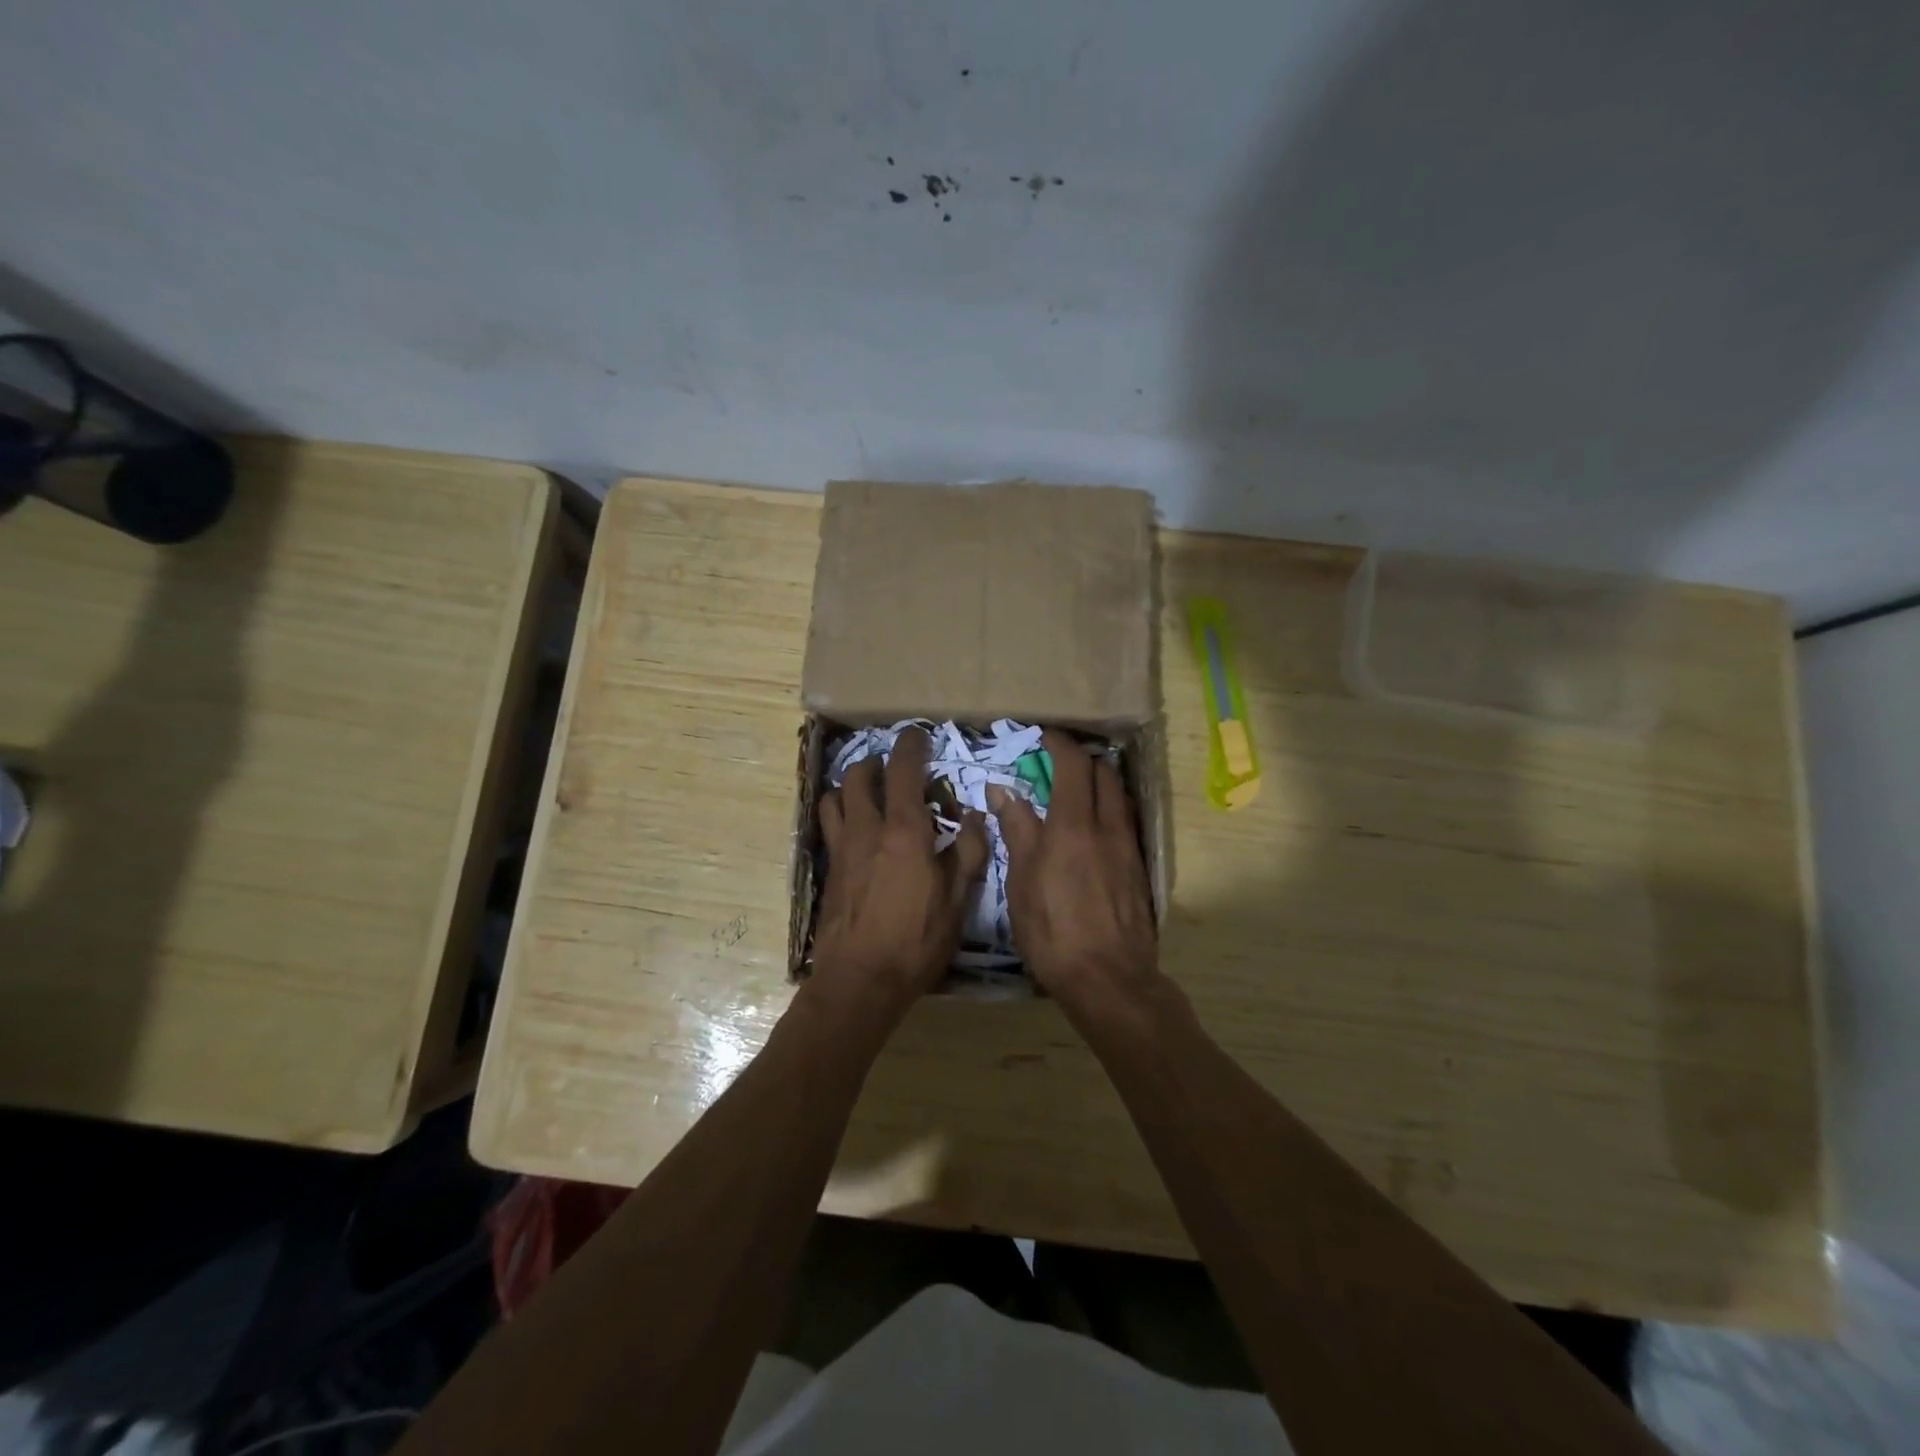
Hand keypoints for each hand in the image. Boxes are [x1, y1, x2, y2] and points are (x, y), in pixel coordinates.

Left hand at [812, 726, 988, 1020]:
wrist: (859, 981)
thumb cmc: (916, 941)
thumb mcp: (957, 901)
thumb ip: (968, 853)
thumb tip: (975, 817)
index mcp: (904, 832)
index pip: (903, 771)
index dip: (910, 746)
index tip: (917, 735)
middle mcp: (866, 830)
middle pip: (859, 776)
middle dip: (875, 762)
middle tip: (893, 768)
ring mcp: (841, 850)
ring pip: (835, 798)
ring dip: (851, 787)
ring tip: (869, 795)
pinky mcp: (829, 871)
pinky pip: (829, 827)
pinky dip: (840, 815)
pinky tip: (855, 833)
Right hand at [990, 730, 1159, 1010]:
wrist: (1109, 979)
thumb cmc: (1053, 930)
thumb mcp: (1022, 880)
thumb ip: (1017, 830)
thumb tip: (1002, 790)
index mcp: (1073, 825)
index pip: (1073, 765)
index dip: (1060, 744)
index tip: (1044, 736)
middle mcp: (1107, 827)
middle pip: (1104, 774)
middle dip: (1083, 759)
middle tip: (1059, 762)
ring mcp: (1128, 848)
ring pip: (1120, 797)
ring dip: (1101, 782)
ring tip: (1077, 791)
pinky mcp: (1139, 870)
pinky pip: (1126, 823)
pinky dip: (1110, 809)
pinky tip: (1095, 829)